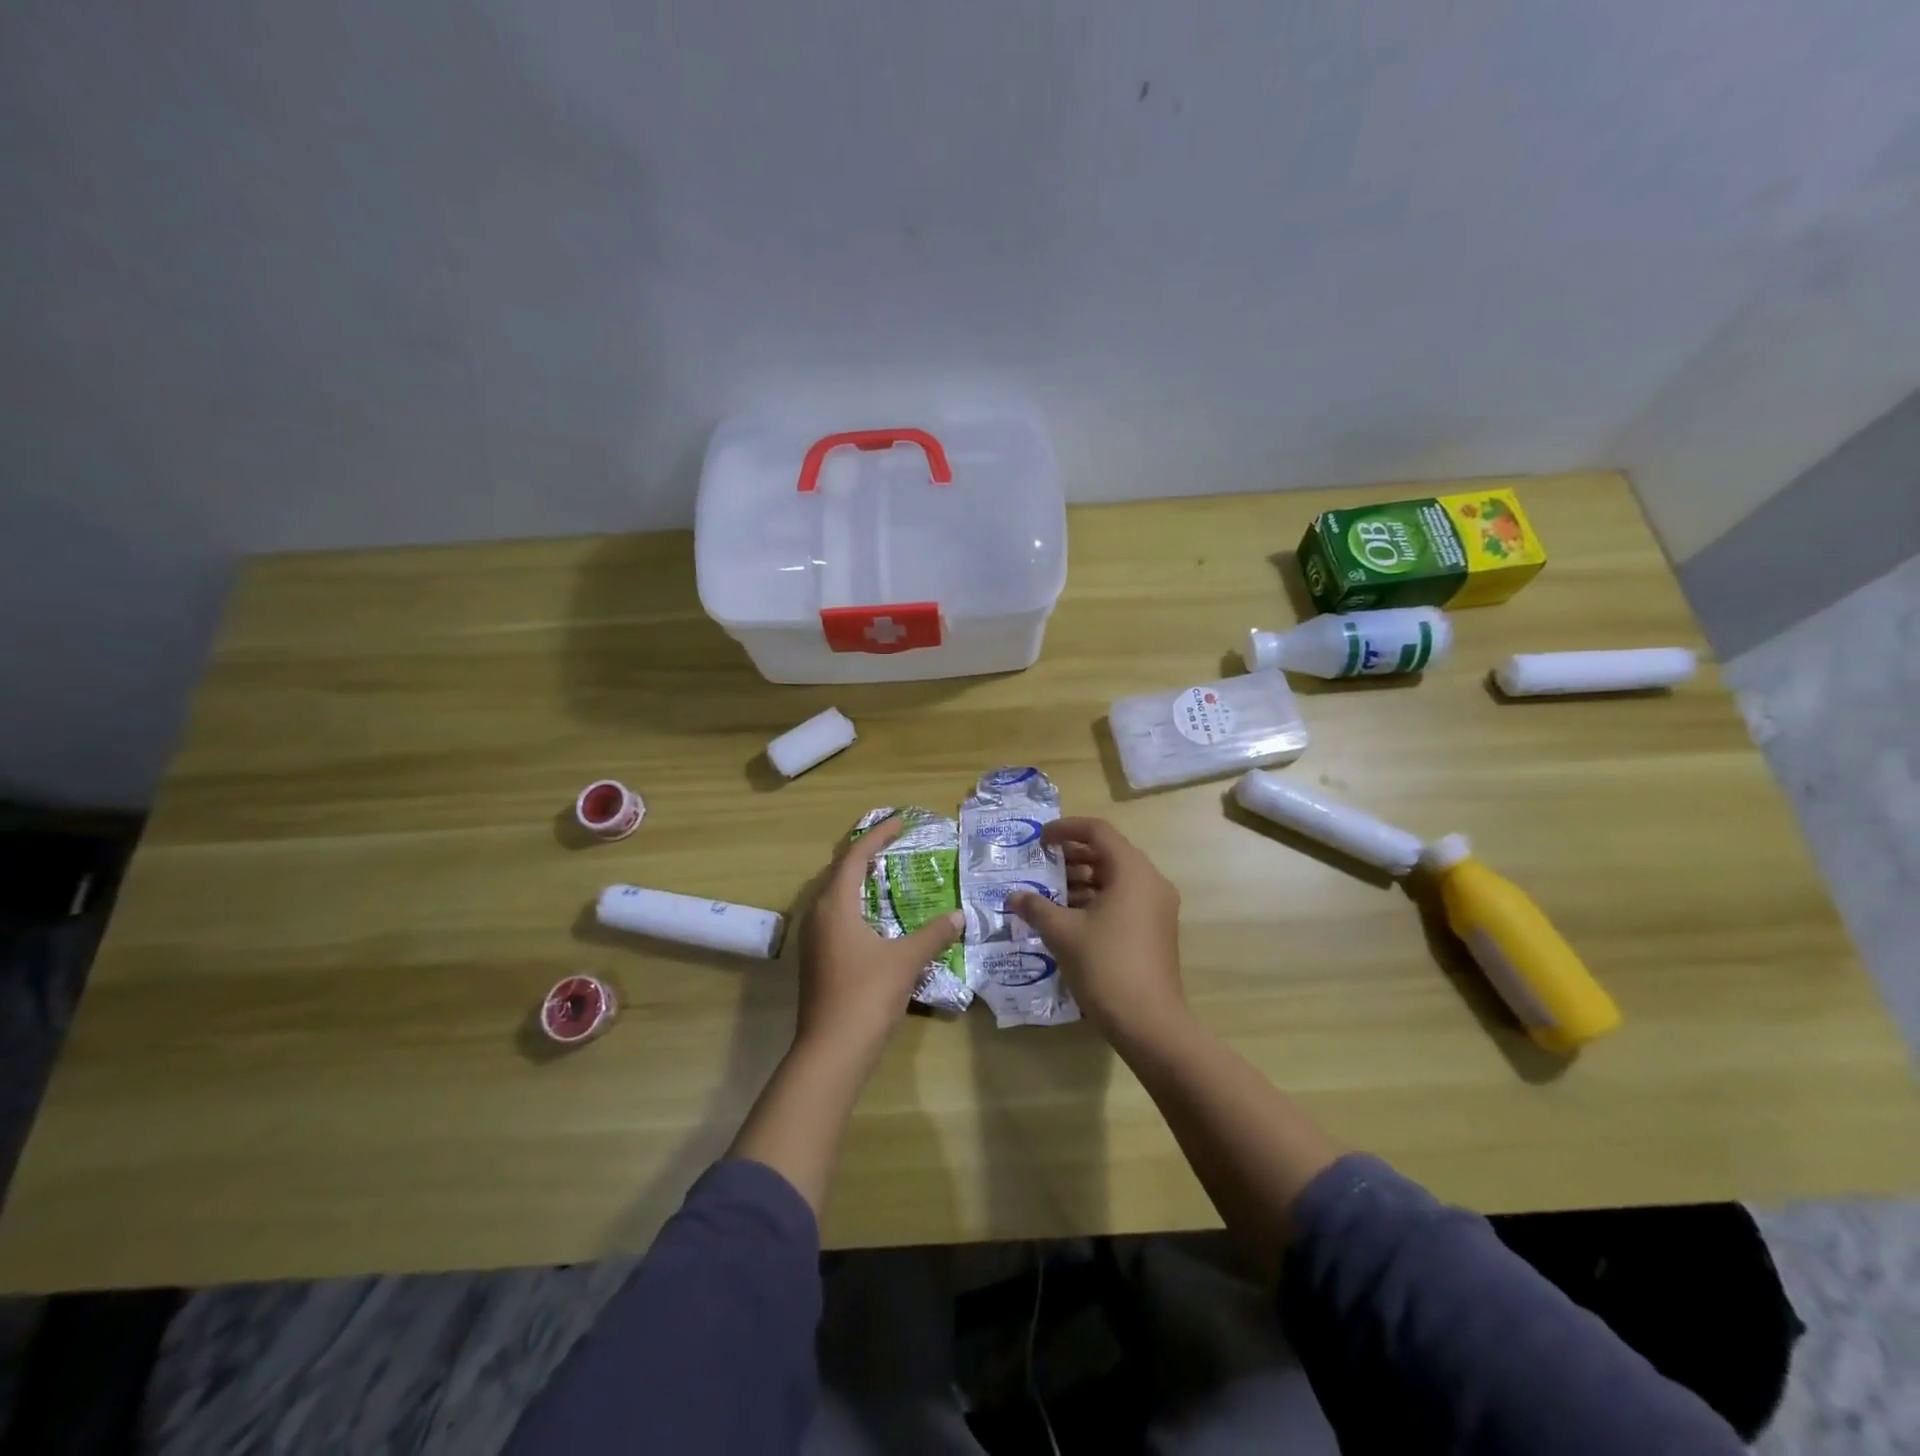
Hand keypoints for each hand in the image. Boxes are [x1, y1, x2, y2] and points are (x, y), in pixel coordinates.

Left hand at [795, 814, 964, 1063]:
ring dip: (857, 881)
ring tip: (885, 876)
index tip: (899, 821)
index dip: (878, 835)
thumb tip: (960, 916)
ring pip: (833, 896)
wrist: (831, 1051)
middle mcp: (818, 915)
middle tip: (894, 845)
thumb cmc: (867, 995)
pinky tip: (874, 920)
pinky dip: (854, 905)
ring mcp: (813, 939)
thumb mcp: (906, 960)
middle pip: (839, 872)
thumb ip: (934, 934)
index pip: (856, 856)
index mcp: (836, 905)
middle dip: (865, 854)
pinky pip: (833, 917)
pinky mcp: (815, 960)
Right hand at [1009, 817, 1186, 1043]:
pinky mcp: (1156, 930)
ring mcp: (1157, 907)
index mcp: (1132, 871)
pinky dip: (1097, 899)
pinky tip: (1069, 917)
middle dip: (1072, 856)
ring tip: (1049, 894)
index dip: (1066, 829)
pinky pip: (1124, 899)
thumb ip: (1036, 908)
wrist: (1149, 1023)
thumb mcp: (1063, 933)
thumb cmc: (1106, 966)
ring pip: (1116, 878)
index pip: (1098, 831)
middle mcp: (1150, 881)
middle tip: (1042, 865)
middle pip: (1109, 853)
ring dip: (1083, 880)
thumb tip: (1014, 897)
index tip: (1040, 839)